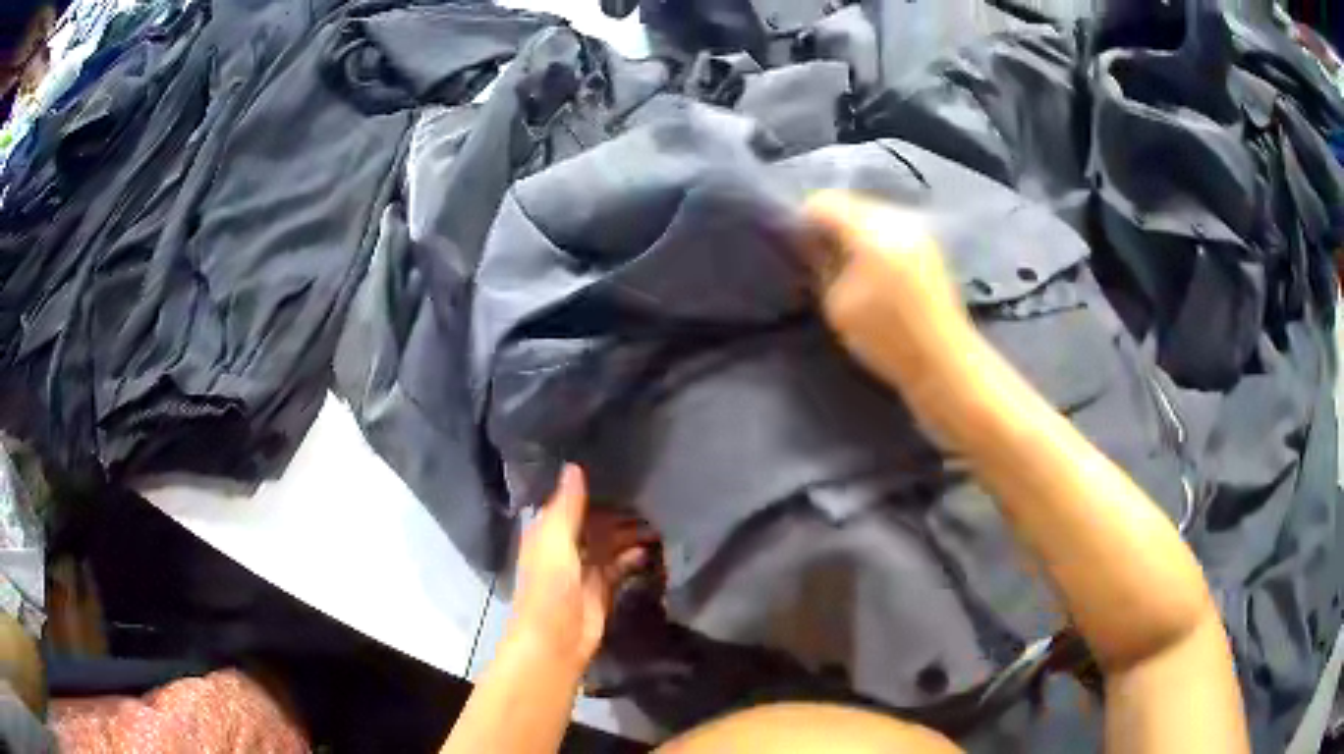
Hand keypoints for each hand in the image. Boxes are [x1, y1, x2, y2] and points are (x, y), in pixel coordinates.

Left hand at [510, 465, 657, 669]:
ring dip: (631, 533)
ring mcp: (586, 569)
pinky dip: (635, 557)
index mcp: (548, 532)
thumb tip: (575, 465)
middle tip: (652, 494)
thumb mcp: (555, 540)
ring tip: (659, 519)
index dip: (592, 488)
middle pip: (596, 522)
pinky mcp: (604, 589)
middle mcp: (566, 547)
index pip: (572, 502)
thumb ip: (567, 506)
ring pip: (611, 543)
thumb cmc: (550, 586)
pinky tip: (652, 548)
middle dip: (619, 511)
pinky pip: (622, 566)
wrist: (556, 640)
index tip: (620, 467)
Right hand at [803, 190, 974, 410]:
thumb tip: (812, 244)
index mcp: (872, 229)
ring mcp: (918, 230)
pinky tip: (871, 270)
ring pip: (871, 215)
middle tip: (817, 258)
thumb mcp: (838, 305)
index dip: (802, 220)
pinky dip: (873, 241)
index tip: (795, 247)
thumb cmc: (887, 338)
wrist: (945, 362)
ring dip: (852, 233)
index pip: (824, 202)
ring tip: (845, 266)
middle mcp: (897, 219)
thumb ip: (821, 266)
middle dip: (829, 225)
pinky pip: (890, 229)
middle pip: (850, 203)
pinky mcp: (928, 246)